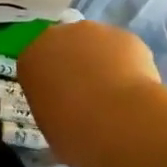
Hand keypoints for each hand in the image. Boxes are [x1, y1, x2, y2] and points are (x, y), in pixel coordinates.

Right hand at [16, 20, 165, 166]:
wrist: (123, 122)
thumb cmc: (77, 134)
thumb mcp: (52, 133)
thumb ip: (53, 115)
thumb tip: (65, 118)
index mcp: (30, 60)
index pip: (35, 67)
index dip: (50, 85)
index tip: (61, 104)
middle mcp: (55, 37)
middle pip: (63, 48)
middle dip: (74, 66)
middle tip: (89, 97)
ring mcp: (91, 31)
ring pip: (94, 45)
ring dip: (101, 63)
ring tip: (117, 96)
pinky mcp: (124, 35)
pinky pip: (122, 50)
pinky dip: (128, 65)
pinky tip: (136, 91)